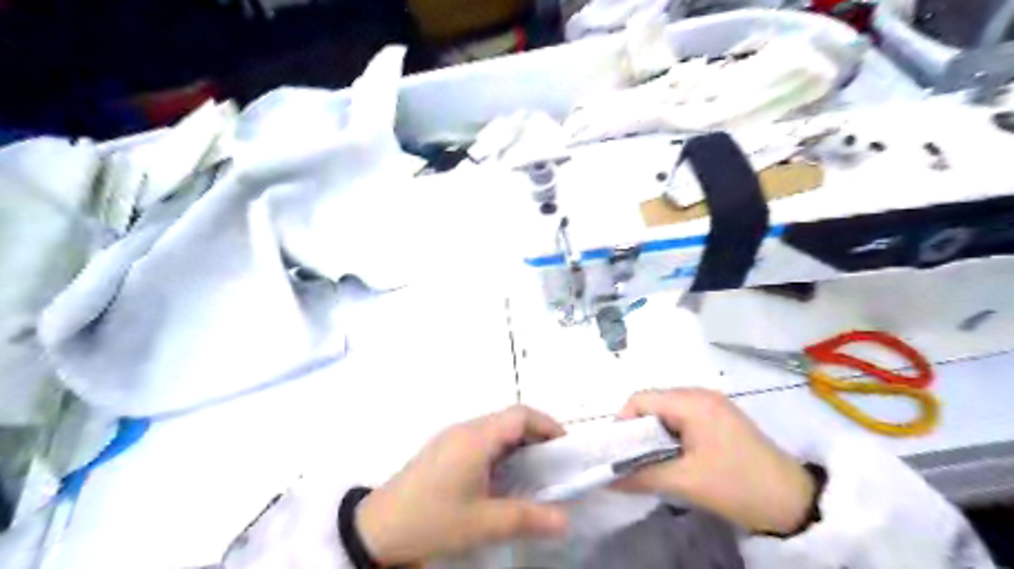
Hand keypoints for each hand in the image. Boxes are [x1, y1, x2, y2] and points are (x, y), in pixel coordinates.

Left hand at [355, 405, 569, 564]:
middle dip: (536, 434)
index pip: (520, 414)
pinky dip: (500, 449)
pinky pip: (480, 438)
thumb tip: (564, 519)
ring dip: (517, 442)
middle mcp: (465, 429)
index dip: (547, 424)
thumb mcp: (483, 523)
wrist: (378, 529)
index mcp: (476, 437)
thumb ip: (527, 518)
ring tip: (533, 471)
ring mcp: (451, 437)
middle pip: (509, 418)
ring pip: (494, 428)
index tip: (565, 447)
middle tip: (554, 463)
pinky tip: (501, 476)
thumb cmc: (433, 519)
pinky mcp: (442, 449)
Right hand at [609, 386, 814, 532]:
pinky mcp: (721, 418)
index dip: (623, 423)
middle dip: (638, 431)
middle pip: (653, 403)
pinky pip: (683, 419)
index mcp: (691, 401)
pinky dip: (672, 436)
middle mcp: (700, 394)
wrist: (795, 502)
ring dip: (655, 435)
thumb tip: (607, 479)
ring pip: (667, 412)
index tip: (620, 452)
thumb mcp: (686, 482)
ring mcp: (713, 404)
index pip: (640, 399)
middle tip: (634, 460)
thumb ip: (642, 476)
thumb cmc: (737, 485)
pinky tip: (676, 458)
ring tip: (653, 462)